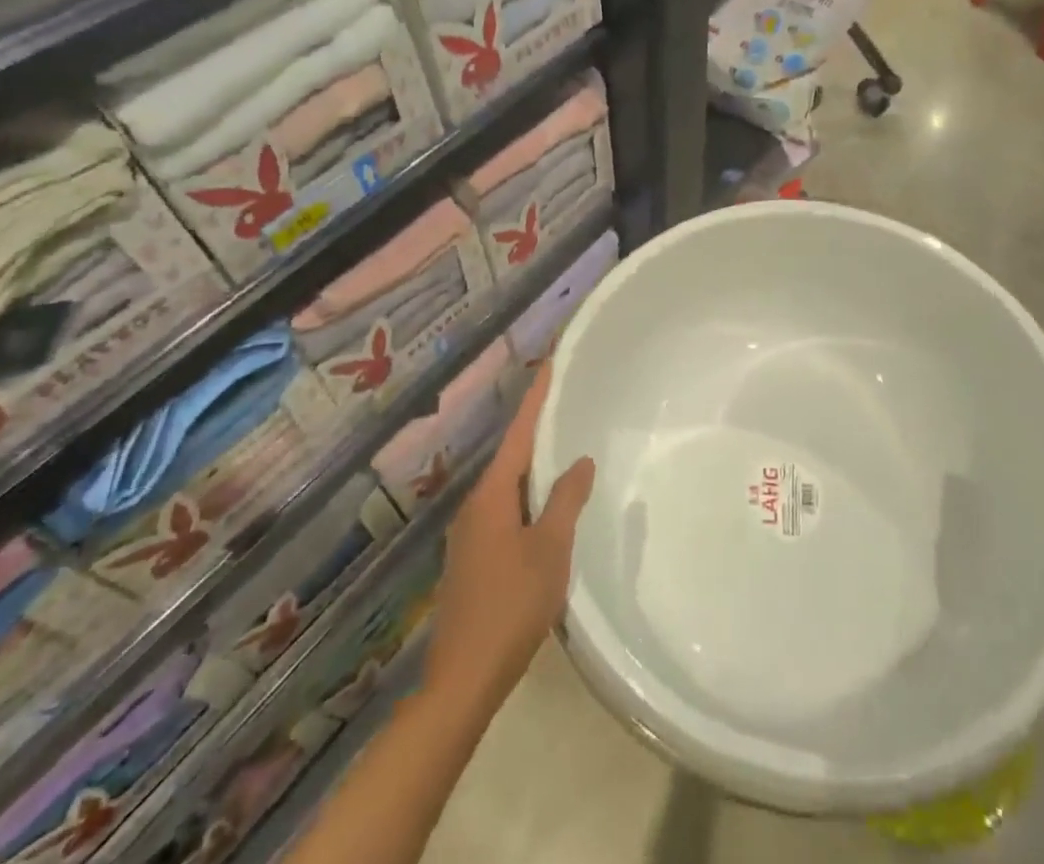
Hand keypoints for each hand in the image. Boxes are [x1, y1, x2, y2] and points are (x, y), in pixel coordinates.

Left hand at [424, 363, 594, 715]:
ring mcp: (470, 533)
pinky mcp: (473, 557)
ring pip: (507, 484)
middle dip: (536, 426)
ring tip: (562, 445)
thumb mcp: (550, 549)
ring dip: (533, 463)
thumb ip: (566, 500)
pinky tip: (546, 504)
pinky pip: (505, 508)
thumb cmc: (512, 606)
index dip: (536, 397)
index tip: (549, 363)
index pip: (518, 432)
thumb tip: (580, 460)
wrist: (463, 679)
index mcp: (492, 495)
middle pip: (511, 454)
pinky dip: (527, 493)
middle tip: (564, 400)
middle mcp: (476, 505)